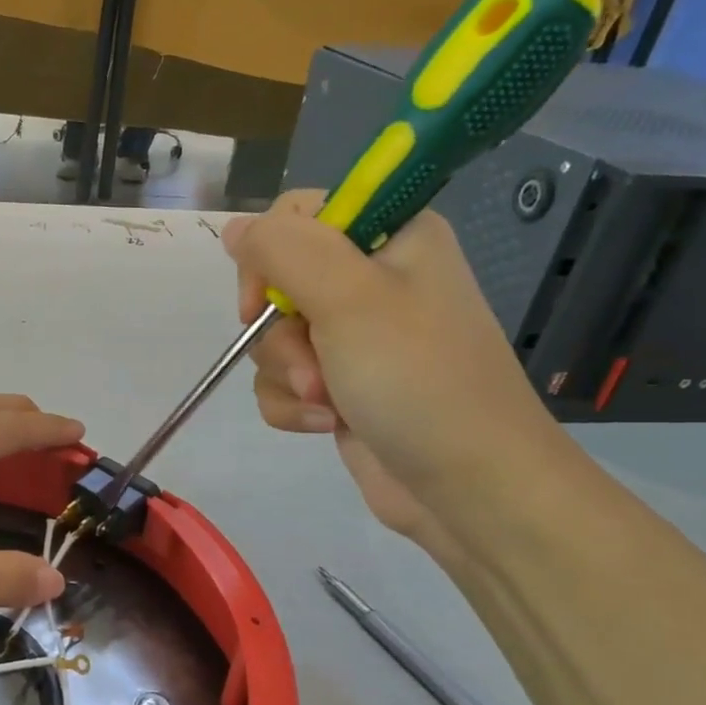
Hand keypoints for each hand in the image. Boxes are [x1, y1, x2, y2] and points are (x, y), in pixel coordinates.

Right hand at [222, 192, 574, 551]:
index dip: (270, 255)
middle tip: (315, 363)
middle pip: (277, 281)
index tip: (266, 297)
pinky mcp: (341, 384)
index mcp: (391, 237)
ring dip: (288, 374)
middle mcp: (372, 280)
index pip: (298, 215)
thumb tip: (235, 229)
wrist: (471, 488)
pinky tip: (326, 424)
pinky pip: (283, 379)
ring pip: (274, 337)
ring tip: (329, 403)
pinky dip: (293, 404)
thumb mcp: (349, 299)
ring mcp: (355, 337)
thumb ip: (283, 250)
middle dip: (282, 332)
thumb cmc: (418, 380)